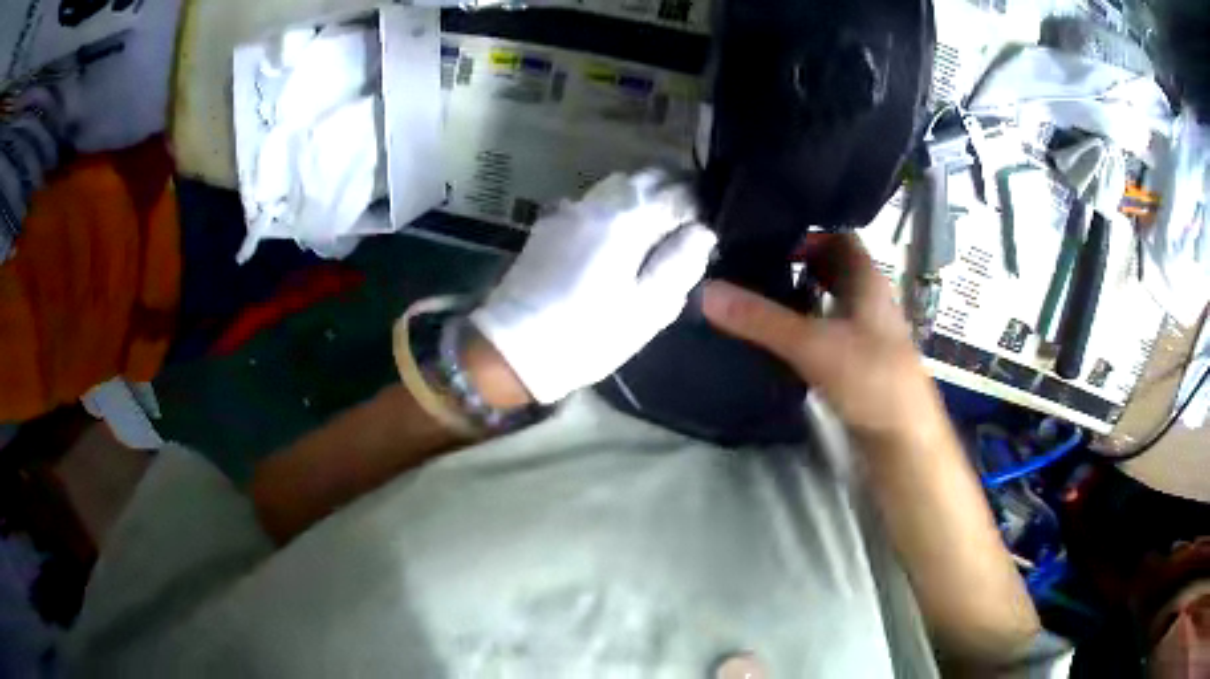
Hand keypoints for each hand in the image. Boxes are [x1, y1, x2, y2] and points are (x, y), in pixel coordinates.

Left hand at [471, 169, 717, 403]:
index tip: (705, 225)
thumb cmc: (589, 335)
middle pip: (643, 179)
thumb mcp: (648, 309)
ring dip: (638, 196)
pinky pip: (589, 201)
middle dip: (668, 191)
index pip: (675, 194)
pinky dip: (610, 207)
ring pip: (614, 185)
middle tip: (682, 221)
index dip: (696, 206)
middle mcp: (597, 202)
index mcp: (627, 220)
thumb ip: (680, 264)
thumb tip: (702, 232)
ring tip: (651, 226)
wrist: (514, 347)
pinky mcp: (547, 224)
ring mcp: (567, 210)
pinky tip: (612, 234)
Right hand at [701, 233, 944, 445]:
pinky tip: (779, 342)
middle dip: (796, 267)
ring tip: (757, 301)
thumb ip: (760, 318)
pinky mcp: (858, 364)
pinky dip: (805, 331)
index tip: (766, 240)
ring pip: (829, 303)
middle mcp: (868, 300)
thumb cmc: (870, 378)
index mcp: (867, 280)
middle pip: (832, 270)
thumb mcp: (812, 344)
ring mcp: (865, 334)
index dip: (807, 234)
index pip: (839, 238)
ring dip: (799, 300)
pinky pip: (828, 334)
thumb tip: (705, 291)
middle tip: (752, 270)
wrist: (902, 439)